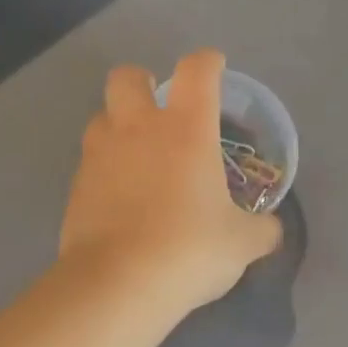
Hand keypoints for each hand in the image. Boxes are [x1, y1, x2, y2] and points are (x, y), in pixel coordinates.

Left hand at [60, 49, 282, 321]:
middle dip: (143, 82)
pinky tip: (120, 197)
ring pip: (101, 117)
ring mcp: (100, 156)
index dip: (208, 63)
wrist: (118, 284)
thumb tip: (271, 229)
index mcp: (186, 129)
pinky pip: (91, 162)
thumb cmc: (190, 250)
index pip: (197, 71)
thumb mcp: (243, 243)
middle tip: (160, 109)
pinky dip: (106, 169)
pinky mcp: (76, 187)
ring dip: (119, 125)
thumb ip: (262, 229)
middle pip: (127, 77)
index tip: (215, 69)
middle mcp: (138, 129)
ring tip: (137, 155)